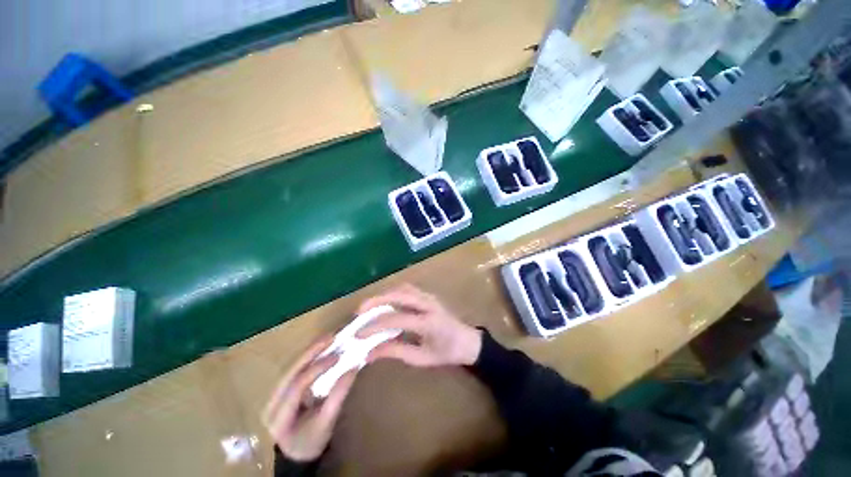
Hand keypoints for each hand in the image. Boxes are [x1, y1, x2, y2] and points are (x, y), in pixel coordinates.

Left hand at [262, 337, 356, 461]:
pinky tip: (321, 346)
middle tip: (331, 337)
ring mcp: (274, 394)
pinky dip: (309, 355)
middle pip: (290, 371)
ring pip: (291, 366)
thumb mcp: (326, 423)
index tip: (337, 357)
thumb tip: (352, 369)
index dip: (317, 369)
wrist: (297, 451)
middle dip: (311, 352)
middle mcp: (271, 403)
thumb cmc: (312, 440)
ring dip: (310, 350)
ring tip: (328, 338)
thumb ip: (338, 397)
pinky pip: (295, 368)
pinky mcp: (281, 388)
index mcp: (278, 417)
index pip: (297, 387)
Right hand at [356, 284, 482, 366]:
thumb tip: (370, 352)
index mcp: (428, 322)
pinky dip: (394, 293)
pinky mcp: (428, 295)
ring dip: (384, 295)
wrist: (467, 341)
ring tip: (369, 306)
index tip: (358, 334)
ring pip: (403, 288)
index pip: (396, 319)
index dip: (374, 326)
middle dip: (376, 301)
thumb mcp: (421, 358)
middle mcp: (428, 304)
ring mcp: (429, 296)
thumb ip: (396, 352)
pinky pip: (408, 289)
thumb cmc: (446, 353)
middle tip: (359, 311)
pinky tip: (385, 302)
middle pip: (398, 295)